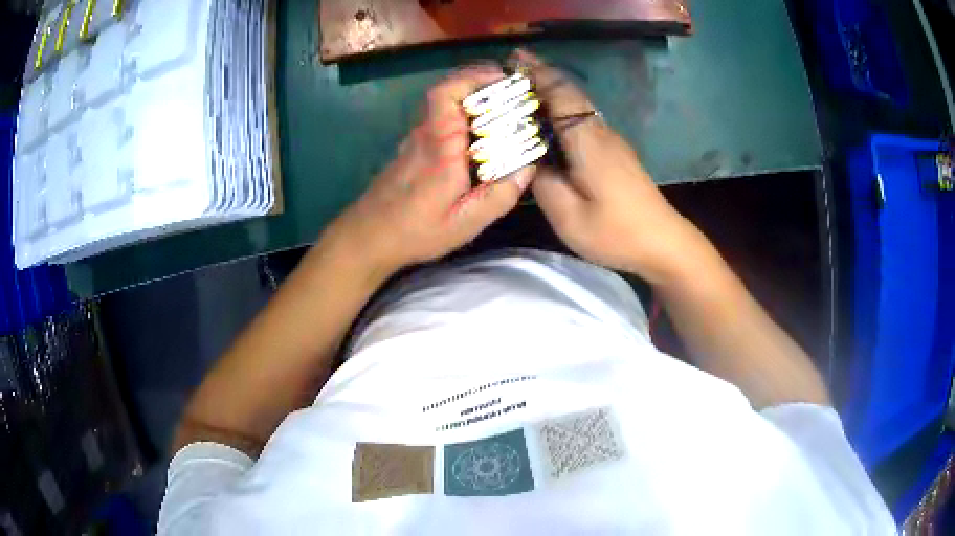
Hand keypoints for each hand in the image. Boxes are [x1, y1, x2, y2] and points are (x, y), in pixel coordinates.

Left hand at [325, 65, 534, 276]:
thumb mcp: (465, 223)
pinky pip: (439, 121)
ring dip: (471, 99)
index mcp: (441, 145)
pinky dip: (461, 116)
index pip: (447, 93)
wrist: (368, 237)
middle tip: (512, 93)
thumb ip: (499, 196)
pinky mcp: (412, 150)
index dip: (474, 77)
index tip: (503, 78)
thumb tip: (528, 167)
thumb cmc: (415, 231)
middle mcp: (426, 134)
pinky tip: (478, 135)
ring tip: (502, 110)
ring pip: (443, 105)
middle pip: (447, 92)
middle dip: (480, 83)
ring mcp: (415, 140)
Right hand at [515, 50, 691, 282]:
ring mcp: (611, 141)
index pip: (560, 93)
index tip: (512, 60)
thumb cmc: (615, 231)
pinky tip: (550, 120)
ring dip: (552, 91)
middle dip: (542, 76)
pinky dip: (563, 110)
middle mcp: (600, 131)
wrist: (663, 243)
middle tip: (511, 70)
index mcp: (587, 140)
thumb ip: (542, 183)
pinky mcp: (615, 152)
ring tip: (523, 90)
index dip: (536, 74)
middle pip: (570, 93)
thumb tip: (531, 162)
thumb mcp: (568, 215)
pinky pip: (583, 119)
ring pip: (578, 105)